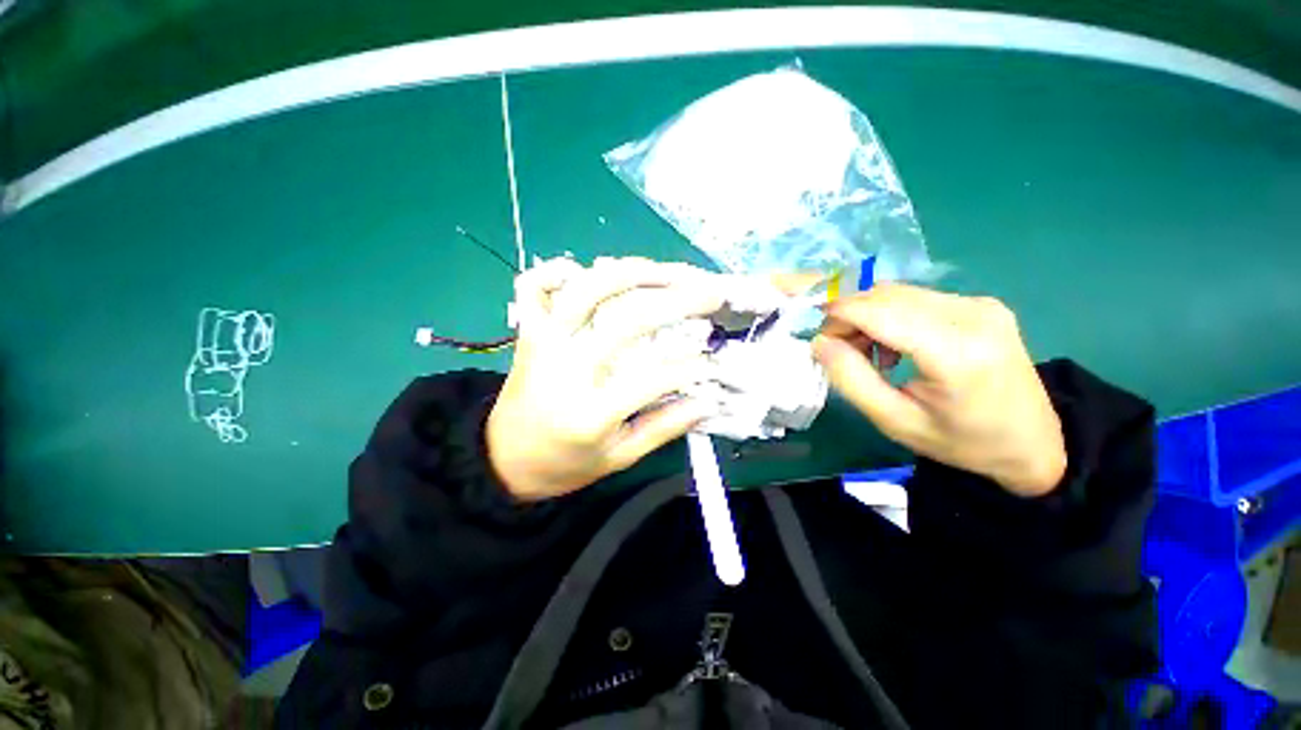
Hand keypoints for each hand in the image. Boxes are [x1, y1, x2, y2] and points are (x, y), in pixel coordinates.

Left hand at [486, 257, 722, 500]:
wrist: (504, 458)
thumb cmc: (564, 463)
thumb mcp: (618, 458)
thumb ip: (663, 428)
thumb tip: (707, 401)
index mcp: (590, 412)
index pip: (653, 378)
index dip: (691, 367)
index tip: (716, 361)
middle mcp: (565, 367)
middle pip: (627, 319)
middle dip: (678, 301)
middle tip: (711, 294)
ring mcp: (544, 342)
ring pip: (588, 288)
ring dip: (634, 273)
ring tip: (669, 272)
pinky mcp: (528, 331)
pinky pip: (532, 285)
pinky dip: (557, 269)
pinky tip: (587, 271)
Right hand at [812, 284, 1065, 496]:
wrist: (1034, 443)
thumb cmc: (961, 442)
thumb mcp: (894, 421)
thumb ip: (851, 379)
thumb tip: (819, 342)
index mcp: (955, 351)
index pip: (877, 310)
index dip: (837, 315)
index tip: (816, 335)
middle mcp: (971, 314)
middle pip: (884, 295)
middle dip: (848, 315)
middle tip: (837, 350)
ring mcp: (980, 304)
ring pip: (897, 293)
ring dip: (866, 315)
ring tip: (866, 352)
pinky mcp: (980, 304)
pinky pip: (916, 298)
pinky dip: (889, 315)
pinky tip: (893, 345)